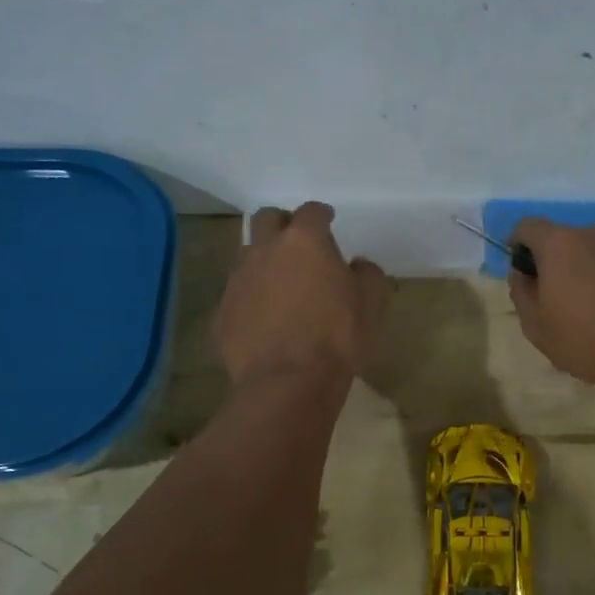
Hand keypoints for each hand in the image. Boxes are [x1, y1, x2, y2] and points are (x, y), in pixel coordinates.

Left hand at [215, 202, 386, 386]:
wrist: (288, 383)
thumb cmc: (338, 337)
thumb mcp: (371, 304)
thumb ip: (367, 275)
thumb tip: (358, 265)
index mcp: (304, 241)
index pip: (311, 211)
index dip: (321, 215)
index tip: (329, 221)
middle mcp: (265, 250)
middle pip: (266, 219)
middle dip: (282, 224)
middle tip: (298, 243)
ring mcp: (238, 280)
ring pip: (247, 255)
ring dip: (264, 260)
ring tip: (281, 283)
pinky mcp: (222, 312)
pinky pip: (237, 294)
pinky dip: (251, 297)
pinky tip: (265, 319)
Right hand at [507, 218, 594, 388]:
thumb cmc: (583, 339)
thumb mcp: (535, 324)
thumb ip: (521, 291)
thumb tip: (521, 274)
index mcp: (559, 244)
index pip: (528, 226)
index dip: (518, 243)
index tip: (521, 268)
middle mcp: (592, 235)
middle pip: (563, 237)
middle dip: (553, 259)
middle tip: (553, 293)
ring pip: (593, 251)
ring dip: (584, 268)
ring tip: (587, 304)